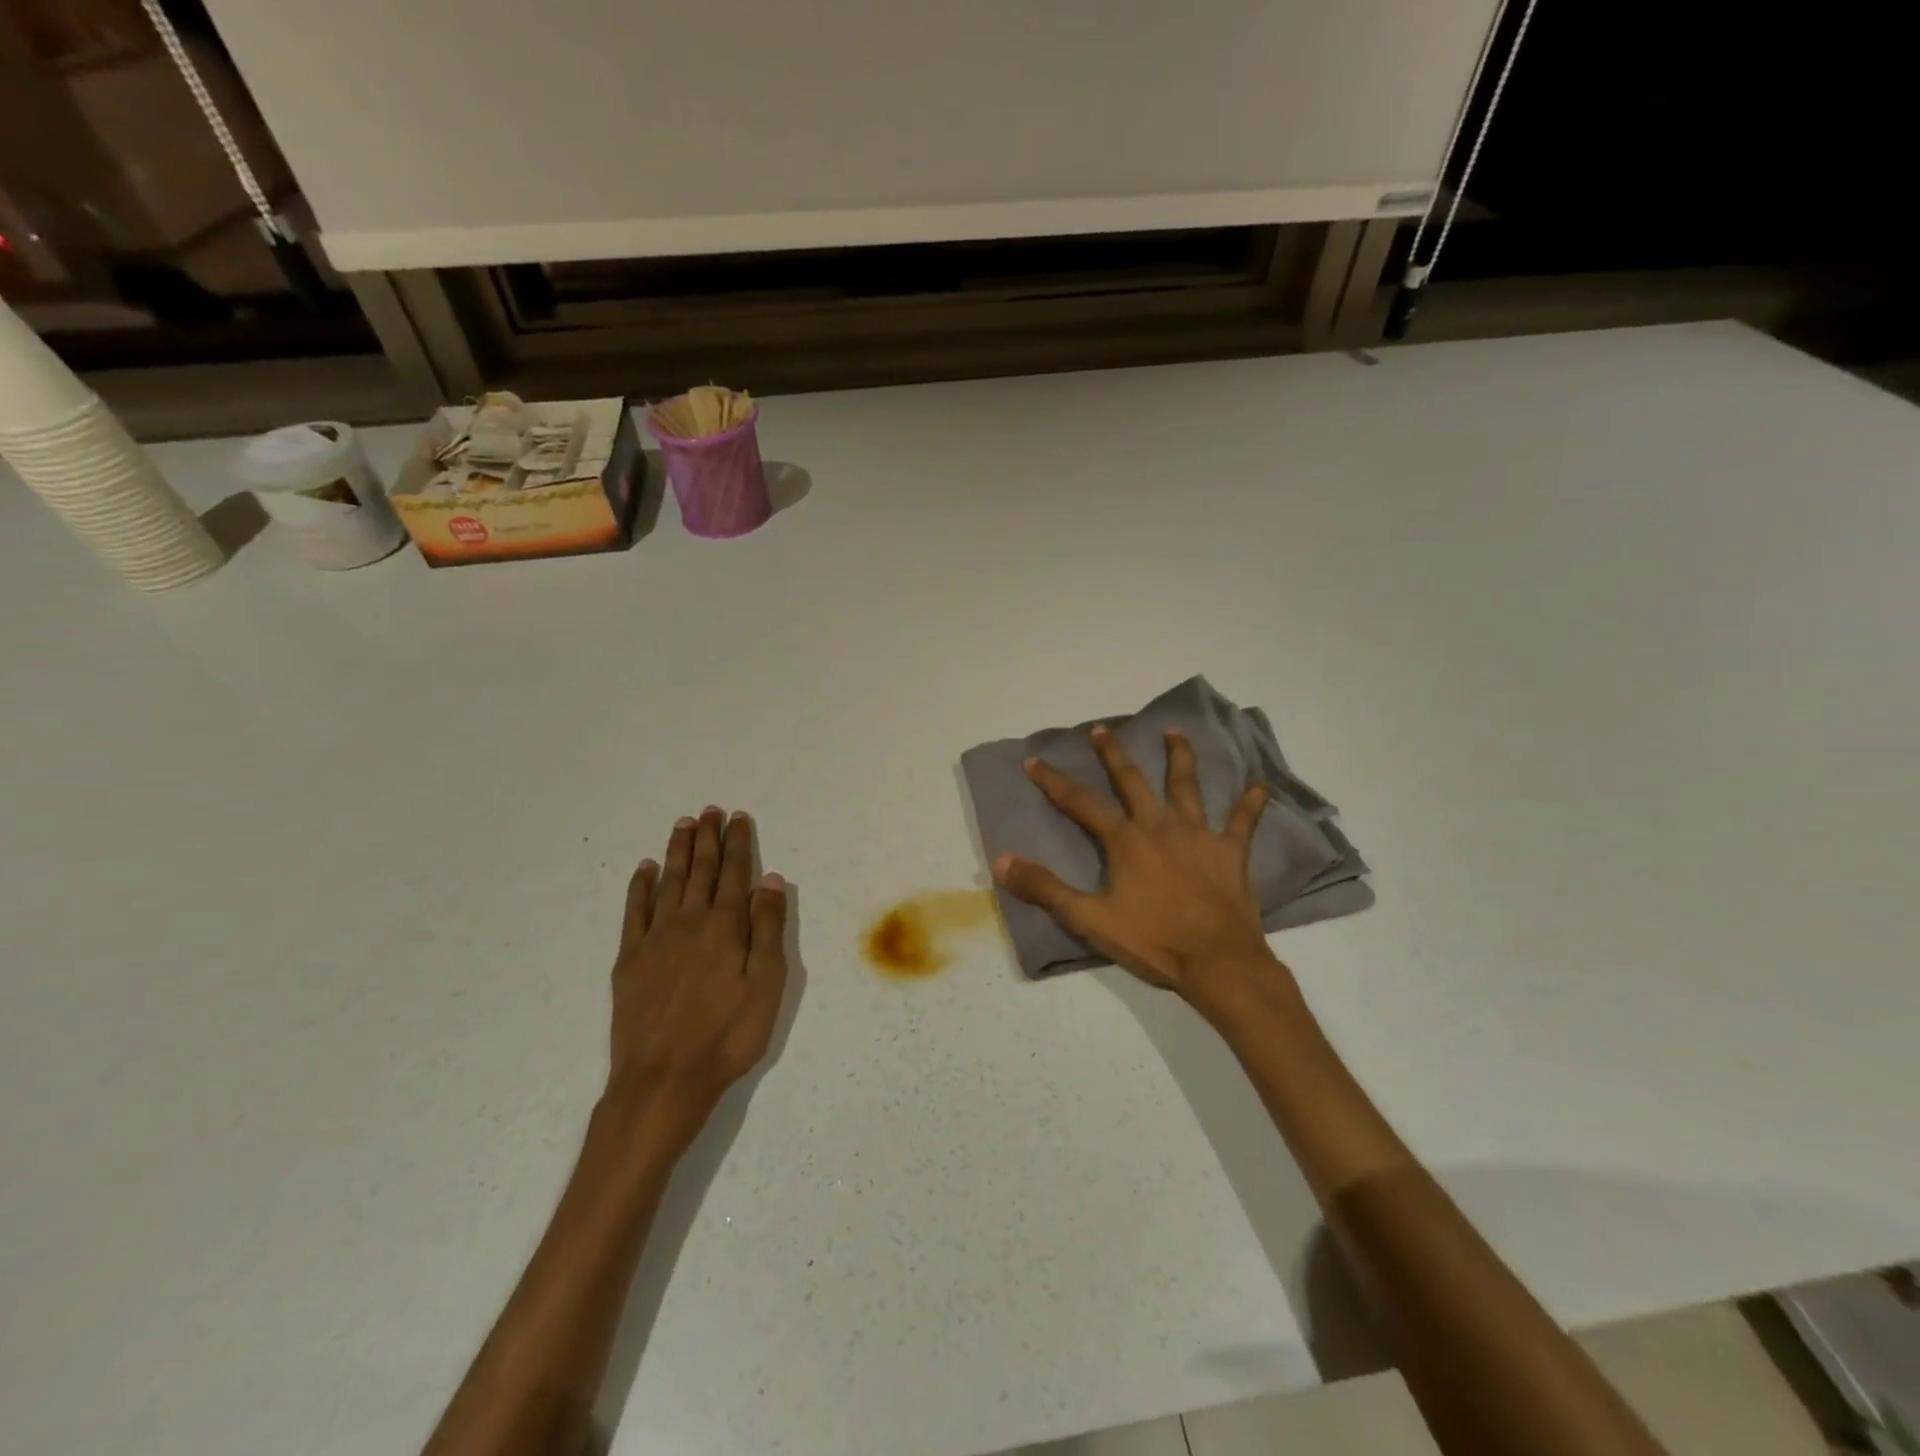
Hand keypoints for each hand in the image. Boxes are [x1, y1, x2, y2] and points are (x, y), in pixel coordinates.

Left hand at [607, 807, 787, 1141]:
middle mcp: (688, 922)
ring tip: (684, 825)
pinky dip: (640, 887)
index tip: (737, 818)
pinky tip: (645, 869)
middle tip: (709, 811)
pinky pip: (635, 911)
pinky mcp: (629, 960)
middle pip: (700, 870)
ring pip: (669, 883)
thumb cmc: (727, 1035)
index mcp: (724, 927)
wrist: (663, 1080)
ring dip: (677, 852)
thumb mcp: (766, 984)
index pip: (733, 873)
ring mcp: (654, 939)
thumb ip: (768, 928)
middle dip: (707, 838)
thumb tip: (770, 880)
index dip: (737, 843)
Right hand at [992, 726, 1278, 999]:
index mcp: (1125, 840)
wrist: (1218, 962)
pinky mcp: (1231, 852)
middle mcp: (1160, 826)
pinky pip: (1243, 821)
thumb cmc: (1153, 941)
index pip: (1080, 803)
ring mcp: (1199, 835)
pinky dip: (1252, 803)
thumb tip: (1002, 860)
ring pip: (1187, 786)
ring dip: (1180, 757)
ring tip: (1175, 732)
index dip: (1054, 781)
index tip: (1034, 760)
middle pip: (1133, 781)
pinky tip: (1261, 784)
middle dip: (1113, 754)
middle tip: (1102, 729)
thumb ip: (1045, 888)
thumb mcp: (1089, 919)